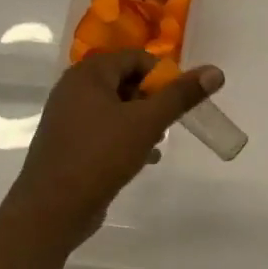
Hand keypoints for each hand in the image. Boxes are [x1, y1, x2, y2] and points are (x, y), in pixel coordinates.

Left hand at [3, 50, 223, 250]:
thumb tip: (216, 71)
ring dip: (142, 122)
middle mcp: (73, 89)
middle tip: (170, 123)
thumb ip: (181, 96)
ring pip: (116, 108)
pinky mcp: (68, 143)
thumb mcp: (147, 123)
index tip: (181, 100)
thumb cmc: (100, 156)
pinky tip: (144, 159)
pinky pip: (104, 130)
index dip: (163, 75)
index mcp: (88, 74)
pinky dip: (125, 138)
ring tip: (158, 143)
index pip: (136, 58)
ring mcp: (67, 117)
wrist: (51, 210)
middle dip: (153, 100)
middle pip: (126, 81)